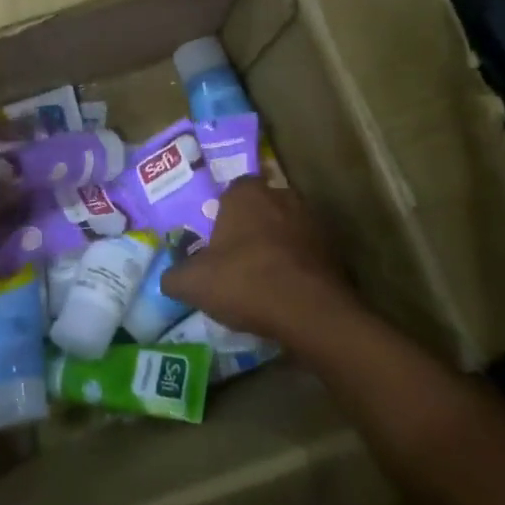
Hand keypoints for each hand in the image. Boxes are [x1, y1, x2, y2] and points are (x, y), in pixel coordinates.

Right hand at [162, 178, 357, 345]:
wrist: (310, 313)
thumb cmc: (245, 282)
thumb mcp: (193, 283)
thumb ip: (174, 275)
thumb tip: (169, 277)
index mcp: (246, 193)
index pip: (230, 191)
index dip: (222, 215)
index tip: (215, 242)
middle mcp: (282, 196)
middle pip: (261, 208)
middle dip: (250, 228)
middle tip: (236, 260)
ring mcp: (313, 221)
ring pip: (286, 229)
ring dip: (277, 247)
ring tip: (263, 279)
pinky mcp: (335, 249)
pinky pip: (307, 253)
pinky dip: (298, 266)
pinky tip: (287, 292)